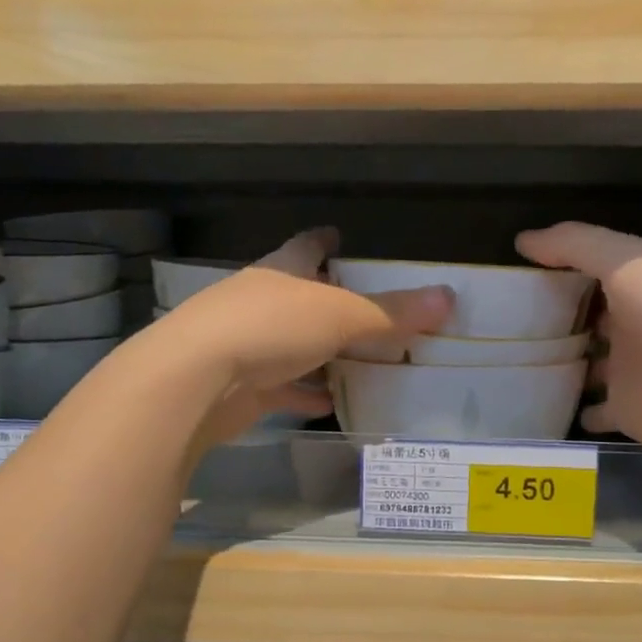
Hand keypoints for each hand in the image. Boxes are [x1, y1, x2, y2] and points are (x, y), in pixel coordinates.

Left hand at [154, 227, 452, 447]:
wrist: (194, 381)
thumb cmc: (269, 328)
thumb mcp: (340, 315)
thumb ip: (392, 312)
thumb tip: (448, 297)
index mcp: (282, 272)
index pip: (305, 247)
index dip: (323, 241)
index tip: (338, 236)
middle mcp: (260, 302)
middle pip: (299, 297)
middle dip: (328, 302)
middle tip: (364, 310)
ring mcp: (245, 344)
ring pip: (291, 345)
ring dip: (318, 353)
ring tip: (355, 362)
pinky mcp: (240, 386)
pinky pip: (280, 388)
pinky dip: (303, 394)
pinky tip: (327, 405)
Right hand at [517, 222, 641, 457]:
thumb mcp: (624, 261)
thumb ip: (574, 245)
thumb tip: (522, 241)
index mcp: (637, 286)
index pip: (593, 273)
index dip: (561, 270)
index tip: (518, 275)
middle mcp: (633, 325)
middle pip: (590, 320)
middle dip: (559, 319)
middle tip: (508, 322)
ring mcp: (630, 371)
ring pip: (590, 365)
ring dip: (564, 364)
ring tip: (516, 364)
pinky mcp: (626, 409)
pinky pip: (594, 410)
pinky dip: (576, 410)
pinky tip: (543, 406)